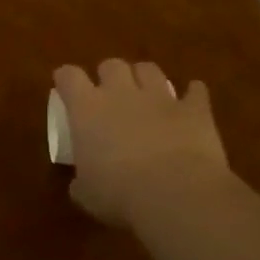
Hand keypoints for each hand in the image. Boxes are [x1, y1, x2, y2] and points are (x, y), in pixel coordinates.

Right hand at [53, 59, 230, 227]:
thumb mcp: (85, 193)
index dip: (65, 78)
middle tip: (108, 93)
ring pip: (149, 70)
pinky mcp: (195, 110)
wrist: (175, 194)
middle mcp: (121, 94)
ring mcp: (161, 98)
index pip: (69, 77)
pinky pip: (196, 91)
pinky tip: (190, 102)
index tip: (64, 86)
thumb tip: (81, 183)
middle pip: (111, 65)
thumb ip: (80, 180)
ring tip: (145, 93)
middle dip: (108, 75)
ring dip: (145, 78)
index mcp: (87, 110)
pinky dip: (192, 95)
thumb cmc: (118, 194)